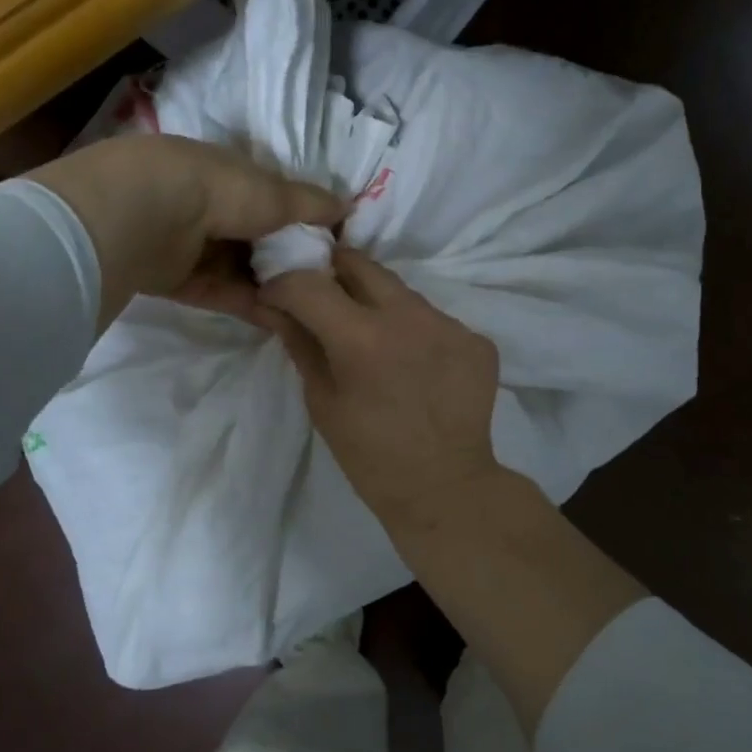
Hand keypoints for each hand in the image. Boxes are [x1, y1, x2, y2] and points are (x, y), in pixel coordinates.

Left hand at [28, 135, 342, 327]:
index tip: (330, 244)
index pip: (269, 196)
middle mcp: (205, 205)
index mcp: (225, 172)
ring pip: (238, 268)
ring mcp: (187, 243)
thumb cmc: (212, 190)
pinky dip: (249, 304)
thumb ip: (308, 203)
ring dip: (271, 286)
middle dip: (286, 258)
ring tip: (309, 308)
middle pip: (254, 237)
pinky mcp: (174, 279)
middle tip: (323, 284)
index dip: (299, 219)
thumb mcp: (271, 192)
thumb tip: (347, 206)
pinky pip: (220, 292)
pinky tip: (282, 320)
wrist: (139, 216)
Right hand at [259, 248, 502, 530]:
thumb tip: (273, 305)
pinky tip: (414, 364)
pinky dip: (414, 332)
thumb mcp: (322, 401)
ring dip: (377, 303)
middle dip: (332, 272)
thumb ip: (300, 343)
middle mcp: (410, 317)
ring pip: (401, 291)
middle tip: (321, 297)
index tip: (276, 295)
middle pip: (360, 264)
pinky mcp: (477, 339)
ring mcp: (450, 325)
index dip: (284, 283)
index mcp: (362, 338)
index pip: (309, 283)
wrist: (445, 488)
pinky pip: (434, 319)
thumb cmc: (369, 455)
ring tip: (374, 340)